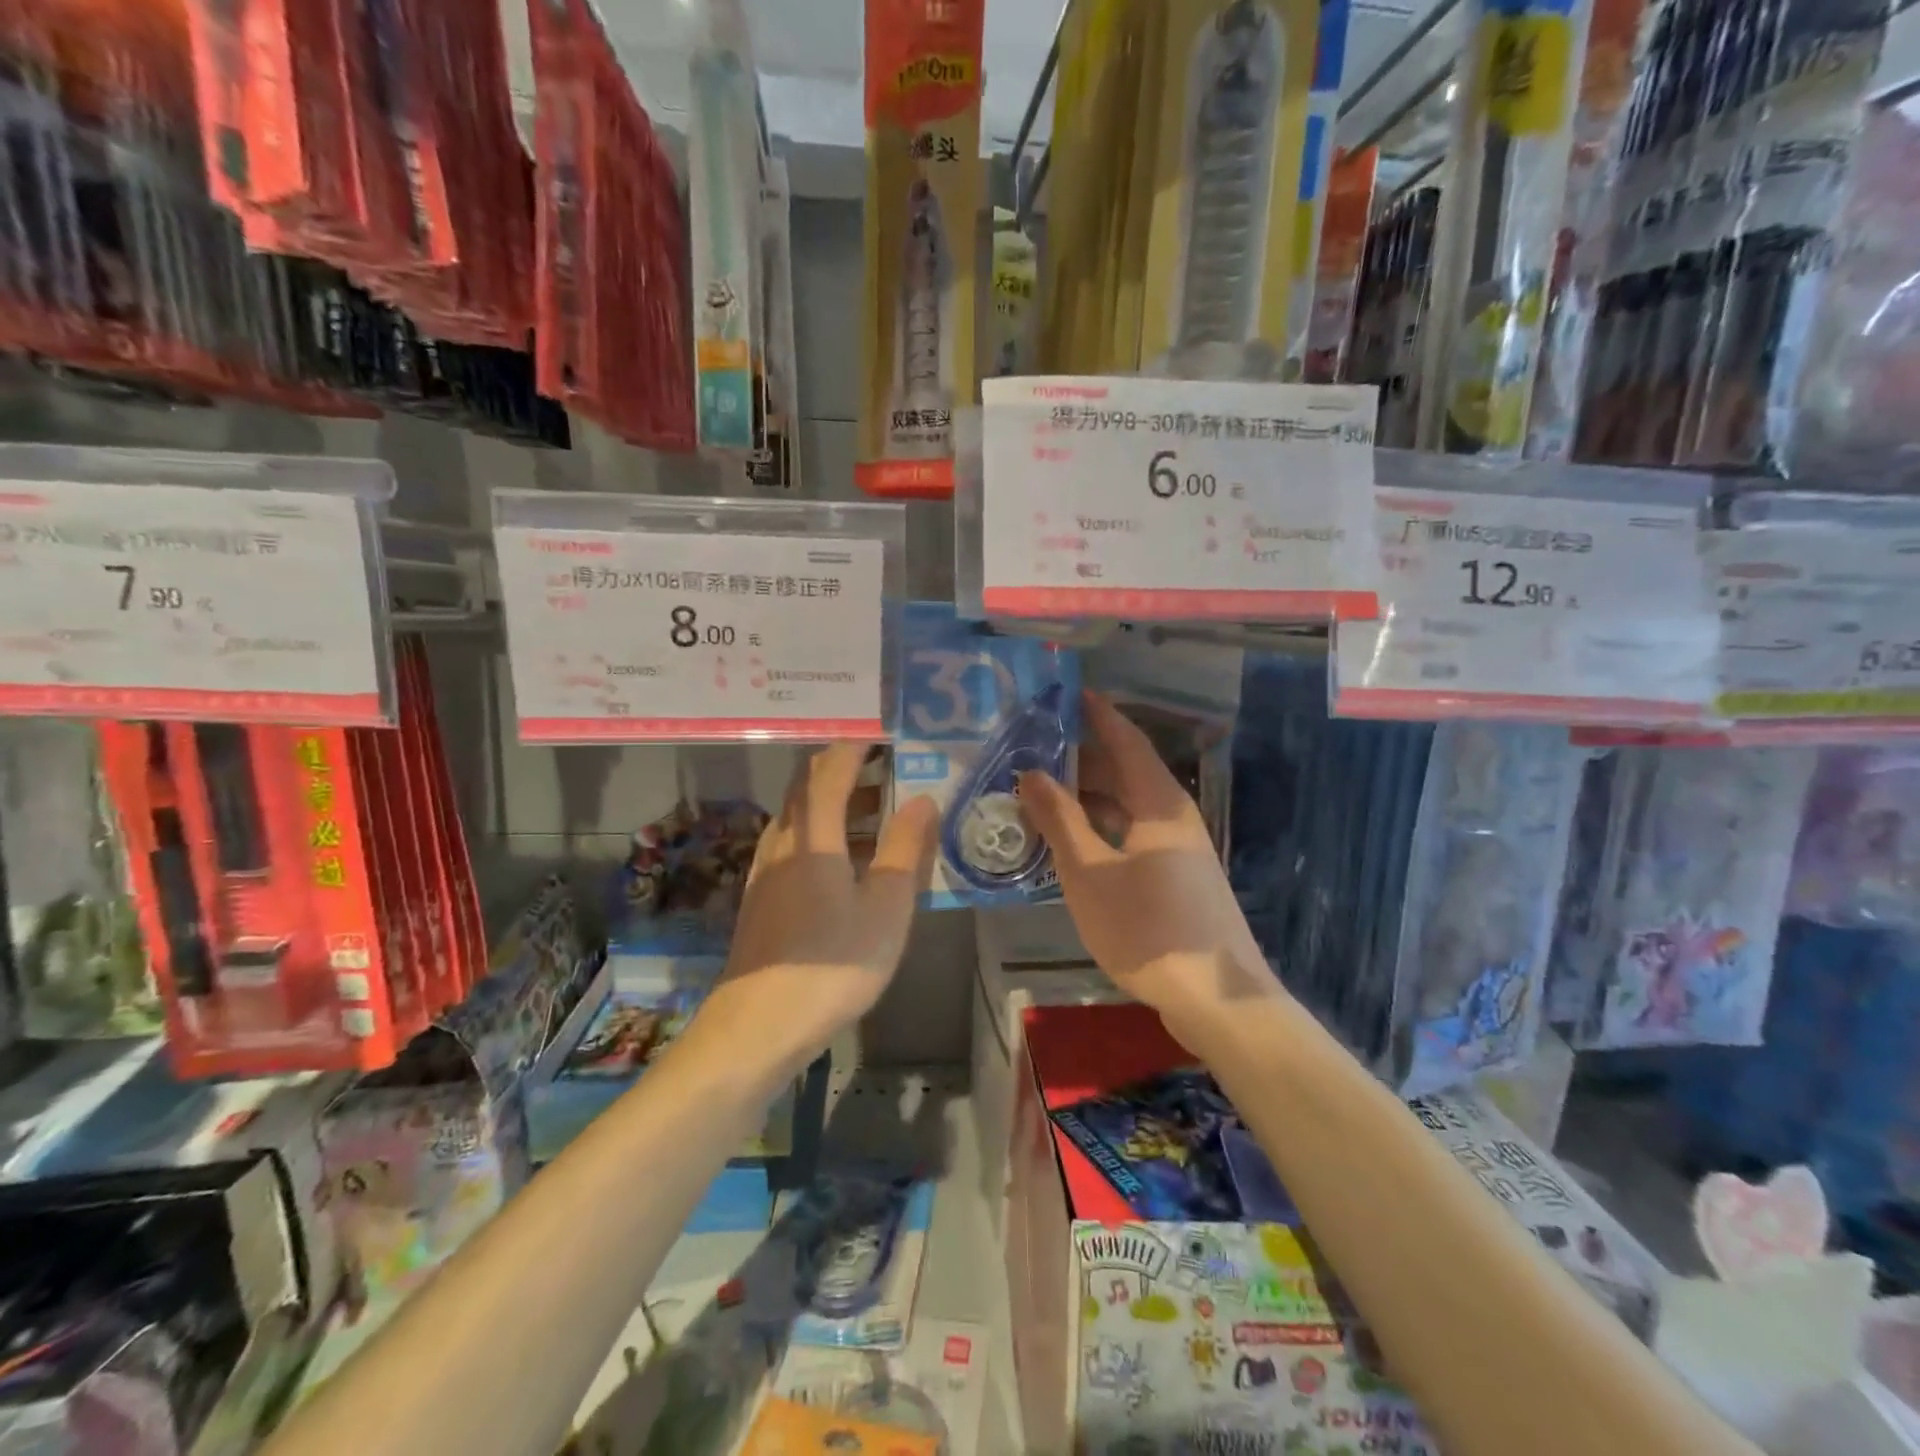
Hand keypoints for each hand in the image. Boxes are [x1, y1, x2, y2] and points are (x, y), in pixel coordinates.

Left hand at [702, 743, 938, 1077]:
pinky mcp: (761, 897)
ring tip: (876, 808)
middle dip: (844, 768)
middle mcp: (782, 841)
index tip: (883, 732)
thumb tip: (922, 798)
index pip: (831, 769)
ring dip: (834, 801)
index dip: (856, 745)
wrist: (757, 1027)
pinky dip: (822, 831)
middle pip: (807, 787)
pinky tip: (844, 859)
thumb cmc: (832, 964)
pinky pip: (793, 843)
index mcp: (812, 835)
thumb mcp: (886, 907)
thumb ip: (906, 849)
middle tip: (886, 765)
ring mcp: (765, 870)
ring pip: (799, 816)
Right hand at [1018, 693, 1282, 1051]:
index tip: (1069, 694)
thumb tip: (1031, 772)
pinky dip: (1101, 827)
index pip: (1126, 741)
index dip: (1098, 714)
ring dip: (1089, 796)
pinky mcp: (1177, 877)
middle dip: (1083, 757)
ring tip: (1043, 792)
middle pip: (1126, 772)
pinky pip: (1132, 834)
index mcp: (1158, 803)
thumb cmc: (1147, 928)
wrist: (1216, 998)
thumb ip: (1059, 820)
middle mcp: (1173, 817)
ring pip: (1128, 806)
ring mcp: (1179, 850)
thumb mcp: (1089, 874)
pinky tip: (1073, 842)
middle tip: (1036, 748)